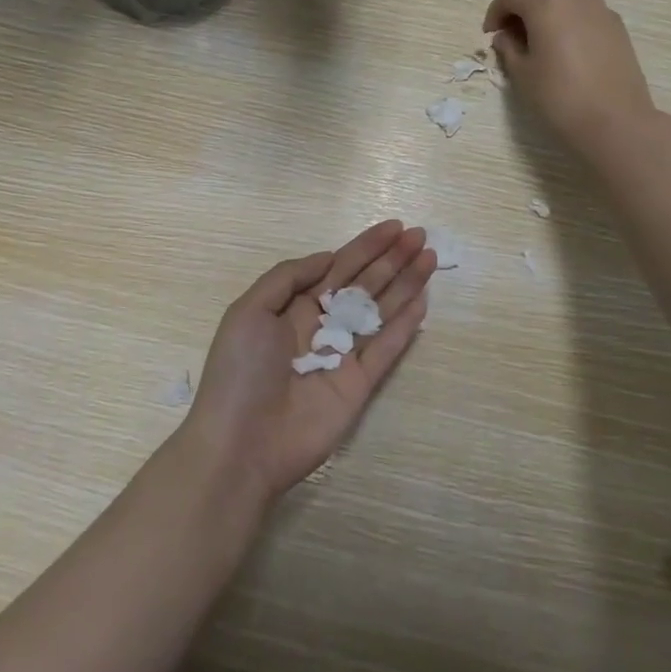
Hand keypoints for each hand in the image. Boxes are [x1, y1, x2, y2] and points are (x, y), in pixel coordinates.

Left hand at [179, 220, 435, 502]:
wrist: (241, 444)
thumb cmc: (240, 372)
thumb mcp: (249, 311)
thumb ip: (289, 277)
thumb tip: (328, 257)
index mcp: (293, 307)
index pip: (337, 267)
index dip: (365, 246)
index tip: (394, 227)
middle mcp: (321, 326)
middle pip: (364, 284)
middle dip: (391, 259)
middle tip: (420, 236)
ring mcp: (343, 356)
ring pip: (380, 311)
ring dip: (405, 284)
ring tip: (430, 258)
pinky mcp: (360, 385)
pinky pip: (386, 348)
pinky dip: (405, 325)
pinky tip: (423, 300)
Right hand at [484, 0, 656, 157]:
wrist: (615, 122)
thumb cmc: (559, 99)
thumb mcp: (523, 76)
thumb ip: (509, 49)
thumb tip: (506, 36)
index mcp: (546, 6)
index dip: (496, 10)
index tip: (490, 33)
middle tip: (515, 26)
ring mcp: (601, 10)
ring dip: (550, 3)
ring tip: (541, 35)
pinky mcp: (617, 27)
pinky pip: (588, 8)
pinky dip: (571, 15)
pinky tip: (567, 45)